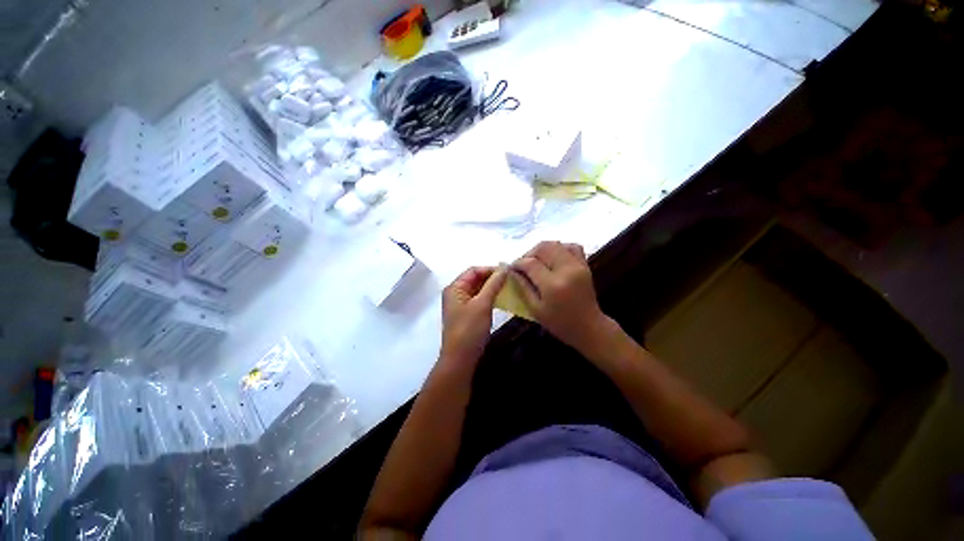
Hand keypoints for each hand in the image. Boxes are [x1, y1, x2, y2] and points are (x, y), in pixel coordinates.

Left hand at [440, 266, 506, 368]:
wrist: (461, 359)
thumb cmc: (469, 329)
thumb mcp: (482, 304)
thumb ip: (493, 284)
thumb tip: (505, 268)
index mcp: (455, 288)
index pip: (474, 270)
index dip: (490, 269)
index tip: (508, 272)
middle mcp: (456, 293)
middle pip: (475, 279)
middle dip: (493, 278)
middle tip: (511, 280)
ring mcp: (461, 304)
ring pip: (479, 290)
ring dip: (492, 288)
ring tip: (509, 288)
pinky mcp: (467, 314)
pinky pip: (480, 300)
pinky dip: (490, 297)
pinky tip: (502, 299)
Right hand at [511, 241, 613, 354]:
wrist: (589, 327)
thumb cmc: (560, 323)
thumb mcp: (536, 310)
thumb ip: (523, 288)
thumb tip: (511, 272)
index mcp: (553, 285)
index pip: (530, 263)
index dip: (517, 263)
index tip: (511, 268)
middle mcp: (566, 270)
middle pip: (543, 248)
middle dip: (529, 253)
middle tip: (523, 264)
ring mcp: (578, 265)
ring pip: (556, 244)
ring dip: (542, 249)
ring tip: (535, 261)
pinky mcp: (584, 265)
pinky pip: (571, 246)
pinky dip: (559, 248)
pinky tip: (552, 258)